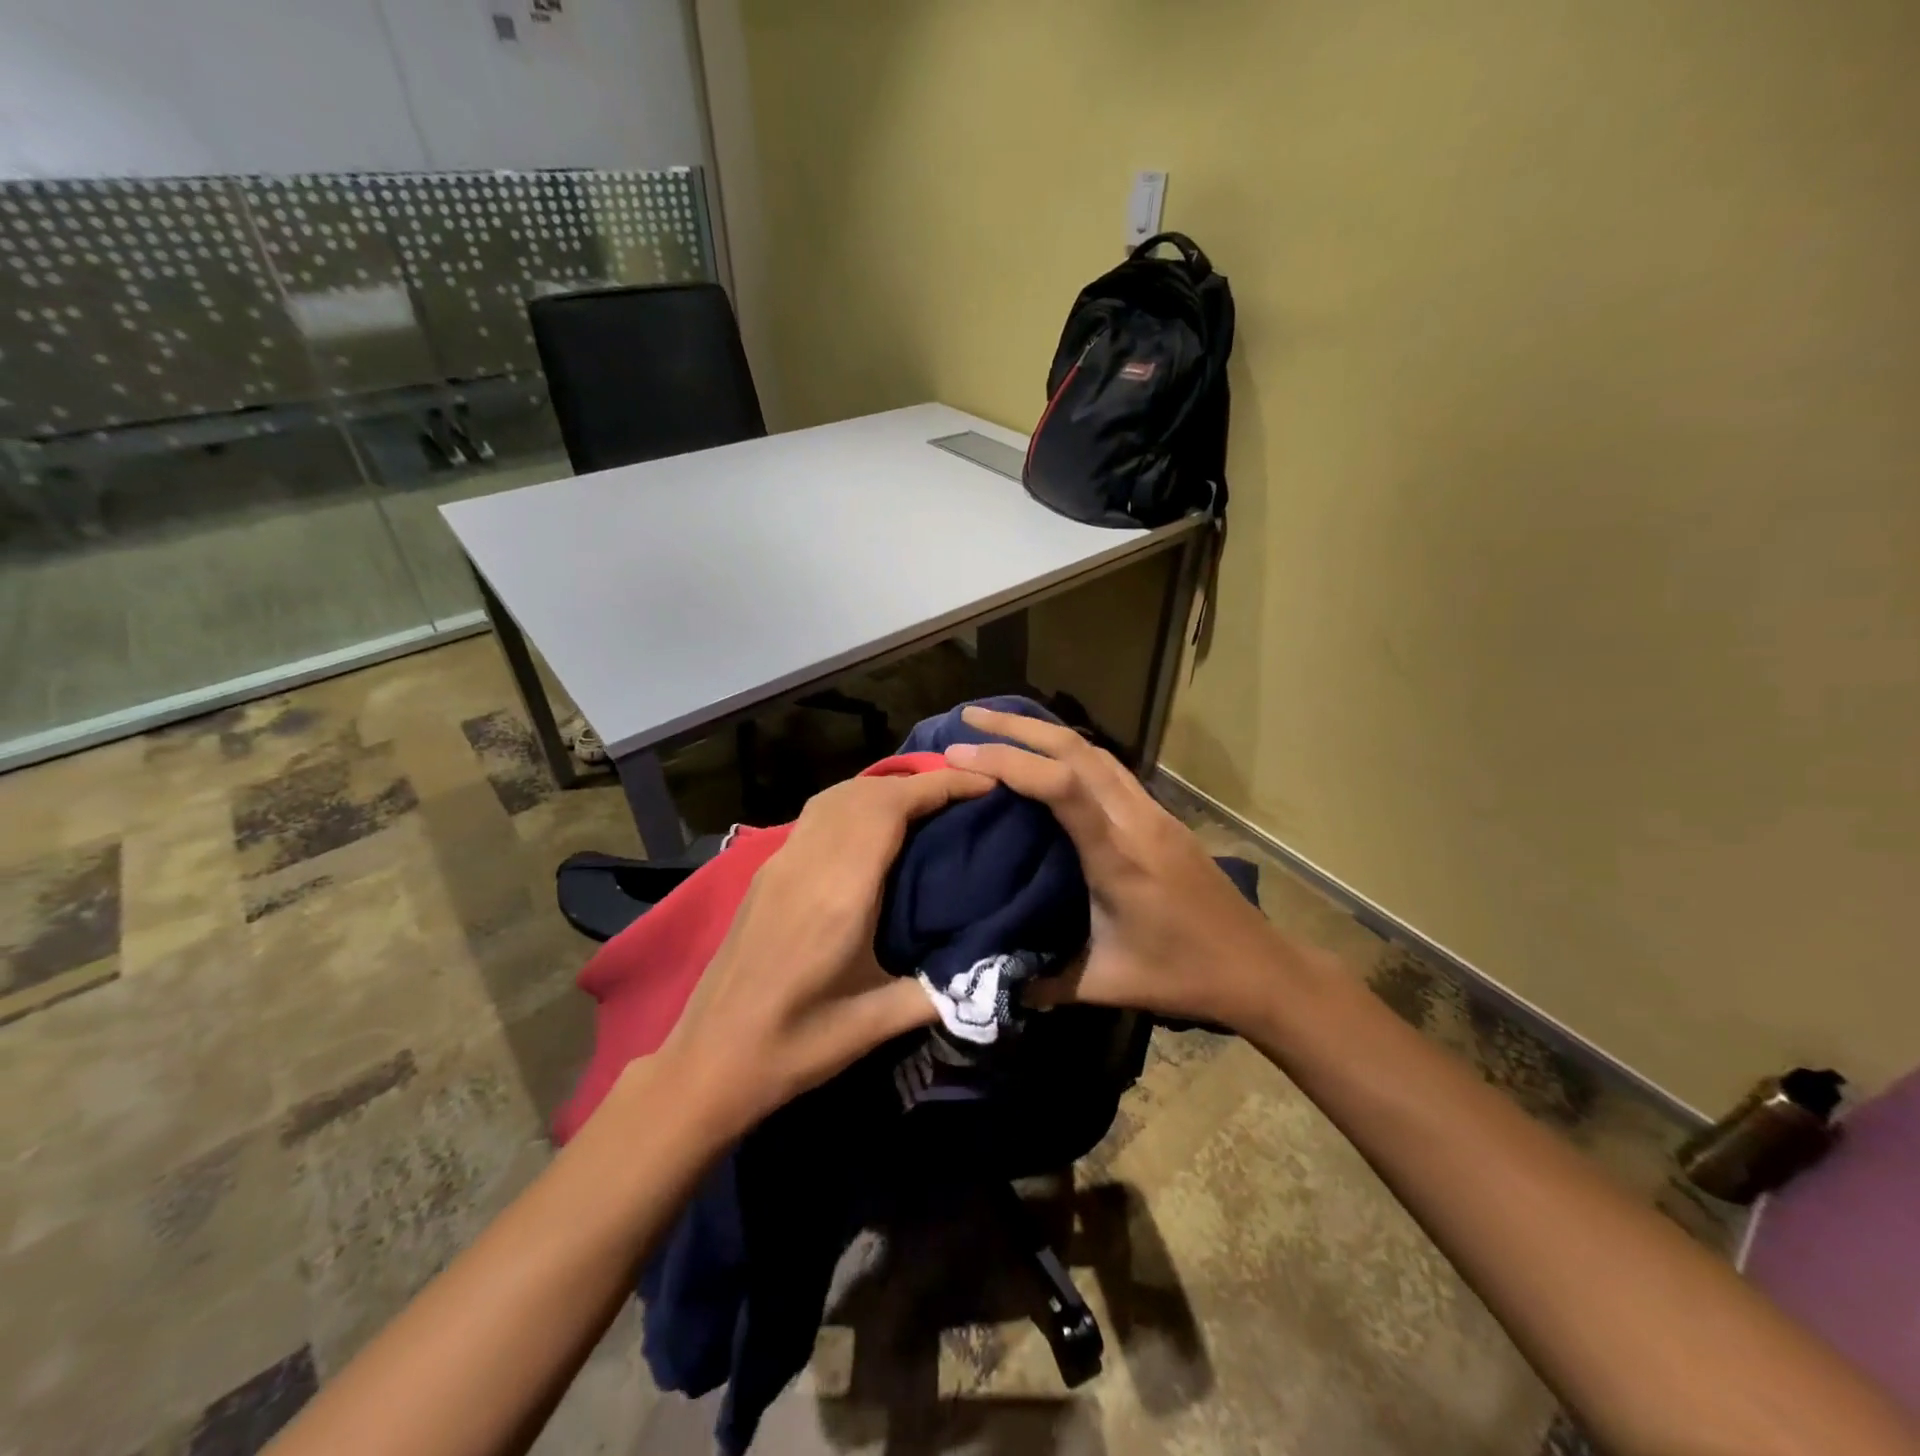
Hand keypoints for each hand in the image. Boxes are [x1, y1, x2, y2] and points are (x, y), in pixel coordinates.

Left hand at [658, 767, 992, 1131]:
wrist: (708, 1062)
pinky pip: (817, 815)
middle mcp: (807, 863)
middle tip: (966, 795)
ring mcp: (781, 863)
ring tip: (926, 804)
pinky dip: (855, 802)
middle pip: (866, 792)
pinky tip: (873, 828)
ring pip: (836, 796)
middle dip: (920, 782)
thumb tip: (1000, 973)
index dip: (939, 786)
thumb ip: (941, 993)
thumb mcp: (875, 1027)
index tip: (984, 783)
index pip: (890, 808)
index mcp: (838, 893)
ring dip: (884, 788)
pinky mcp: (767, 873)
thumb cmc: (794, 1046)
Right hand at [944, 707, 1287, 1030]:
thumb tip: (989, 979)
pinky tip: (1051, 759)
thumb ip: (1045, 982)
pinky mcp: (1162, 816)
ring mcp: (1154, 813)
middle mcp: (1136, 820)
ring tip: (1002, 727)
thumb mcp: (1108, 986)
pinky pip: (1110, 768)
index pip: (1063, 788)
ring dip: (1046, 732)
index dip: (1010, 762)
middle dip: (1019, 727)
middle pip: (1077, 750)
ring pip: (1096, 752)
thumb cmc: (1184, 976)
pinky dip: (1072, 751)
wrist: (1259, 967)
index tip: (962, 753)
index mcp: (1119, 857)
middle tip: (969, 718)